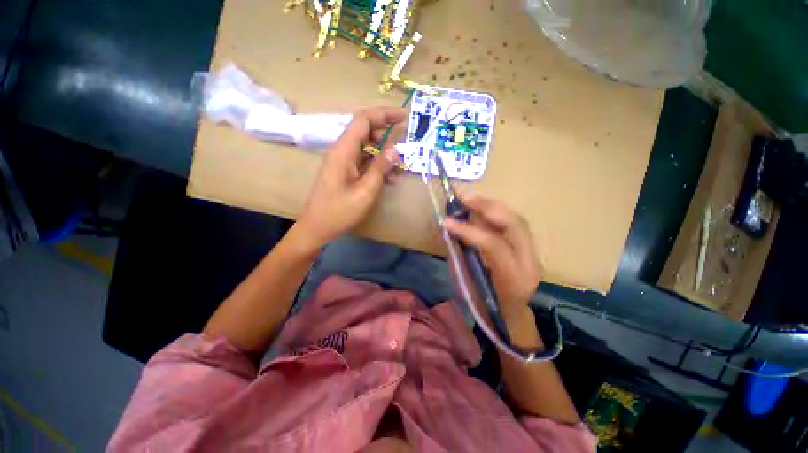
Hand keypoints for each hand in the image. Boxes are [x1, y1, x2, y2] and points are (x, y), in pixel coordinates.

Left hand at [297, 107, 404, 247]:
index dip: (383, 114)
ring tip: (400, 169)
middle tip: (403, 147)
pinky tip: (390, 178)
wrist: (318, 227)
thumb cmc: (340, 211)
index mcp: (343, 151)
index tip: (403, 117)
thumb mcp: (365, 191)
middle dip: (386, 136)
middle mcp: (341, 151)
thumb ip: (380, 168)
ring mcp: (342, 161)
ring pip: (366, 148)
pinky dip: (377, 166)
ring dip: (384, 155)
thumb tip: (395, 150)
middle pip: (364, 131)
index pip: (363, 120)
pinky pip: (363, 161)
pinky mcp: (344, 171)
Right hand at [443, 195, 542, 317]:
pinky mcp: (530, 249)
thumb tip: (451, 230)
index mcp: (513, 279)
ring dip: (492, 206)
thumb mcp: (469, 286)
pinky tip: (482, 209)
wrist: (512, 318)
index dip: (469, 229)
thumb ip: (462, 256)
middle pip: (515, 224)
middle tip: (464, 199)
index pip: (494, 244)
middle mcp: (529, 263)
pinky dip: (496, 213)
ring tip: (471, 199)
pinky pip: (513, 224)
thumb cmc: (486, 308)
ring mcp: (533, 254)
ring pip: (516, 220)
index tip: (446, 221)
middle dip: (487, 207)